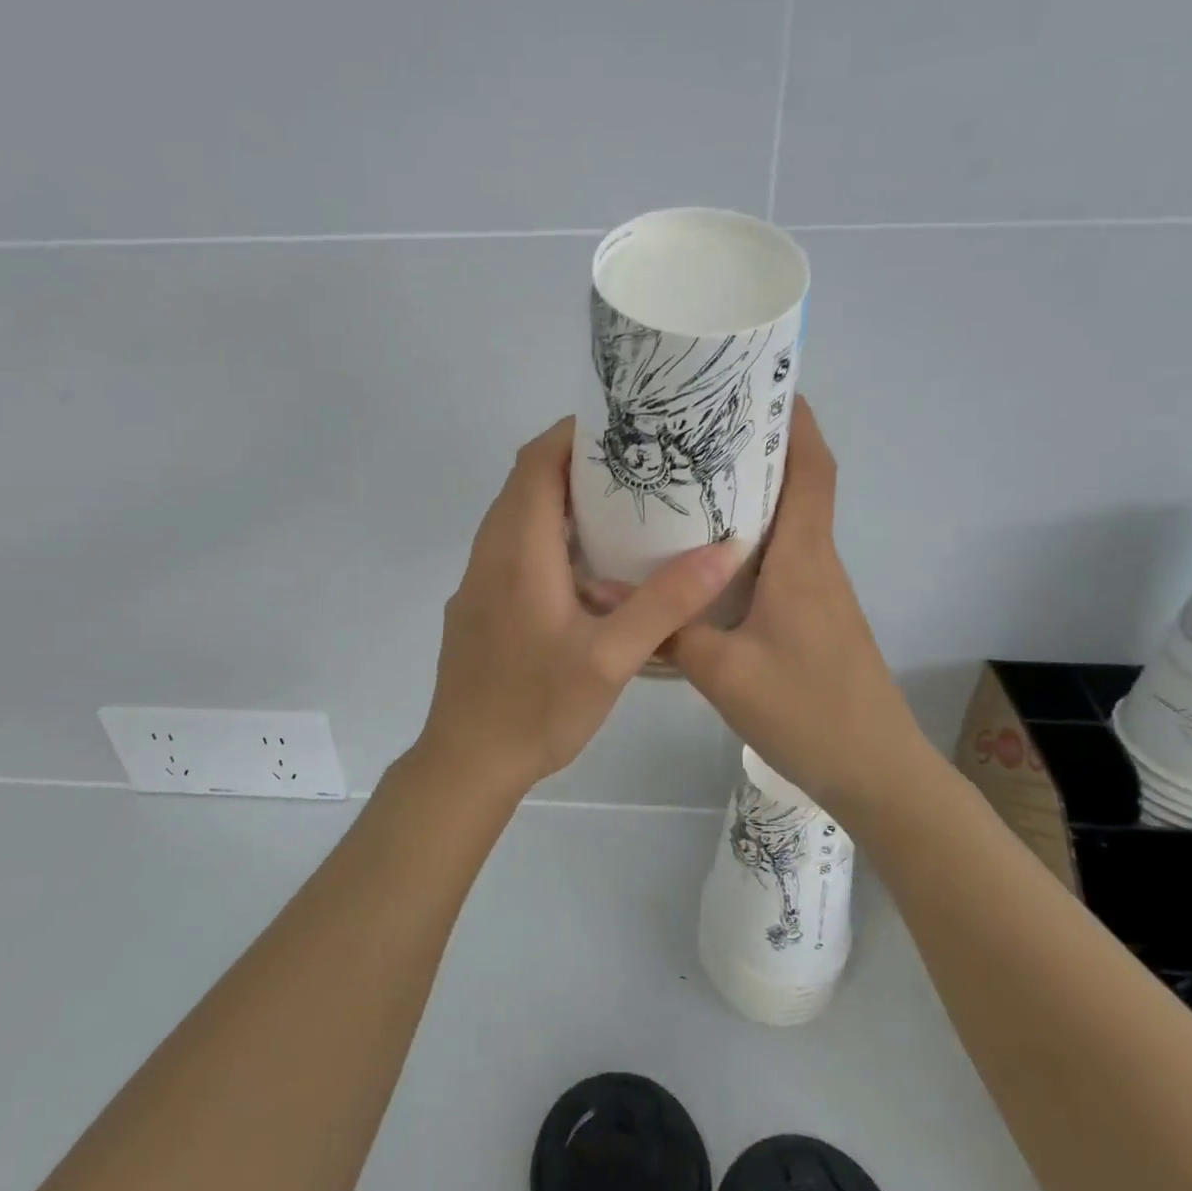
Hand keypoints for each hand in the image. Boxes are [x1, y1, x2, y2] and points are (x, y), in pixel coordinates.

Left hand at [416, 418, 740, 798]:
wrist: (467, 762)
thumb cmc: (536, 708)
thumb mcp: (611, 659)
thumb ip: (665, 603)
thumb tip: (724, 551)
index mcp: (518, 551)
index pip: (536, 462)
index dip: (574, 434)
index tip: (624, 428)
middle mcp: (490, 554)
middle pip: (526, 482)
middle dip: (576, 462)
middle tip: (638, 465)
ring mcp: (479, 581)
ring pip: (518, 516)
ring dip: (562, 501)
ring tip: (623, 507)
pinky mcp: (479, 606)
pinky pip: (512, 548)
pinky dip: (549, 535)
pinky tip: (591, 567)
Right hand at [666, 400, 919, 813]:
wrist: (876, 772)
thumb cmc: (809, 712)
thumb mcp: (723, 673)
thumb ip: (667, 629)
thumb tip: (603, 591)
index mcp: (803, 559)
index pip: (812, 469)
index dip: (795, 422)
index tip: (759, 387)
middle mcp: (816, 563)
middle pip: (797, 486)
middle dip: (757, 451)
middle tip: (695, 435)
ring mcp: (818, 593)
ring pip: (786, 525)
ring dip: (750, 497)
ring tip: (687, 486)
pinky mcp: (812, 619)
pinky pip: (780, 561)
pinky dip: (748, 543)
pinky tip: (703, 561)